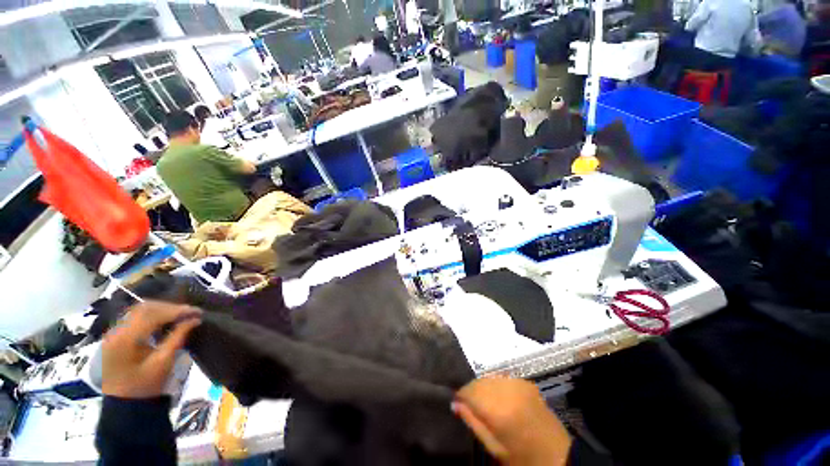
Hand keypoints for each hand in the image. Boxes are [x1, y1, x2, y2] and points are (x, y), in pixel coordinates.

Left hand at [102, 301, 200, 398]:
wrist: (123, 403)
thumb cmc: (145, 385)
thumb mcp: (164, 362)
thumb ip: (178, 337)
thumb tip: (195, 319)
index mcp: (126, 339)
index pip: (152, 314)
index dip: (176, 310)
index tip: (197, 311)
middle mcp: (116, 331)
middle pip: (144, 308)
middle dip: (169, 307)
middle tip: (190, 312)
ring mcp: (113, 332)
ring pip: (139, 309)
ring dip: (161, 309)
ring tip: (179, 315)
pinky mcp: (115, 335)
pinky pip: (134, 317)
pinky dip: (152, 314)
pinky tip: (164, 320)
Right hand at [453, 377, 571, 465]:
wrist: (559, 457)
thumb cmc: (523, 458)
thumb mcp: (494, 448)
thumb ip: (473, 422)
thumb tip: (455, 404)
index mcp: (500, 409)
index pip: (470, 392)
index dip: (460, 396)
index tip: (456, 403)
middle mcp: (508, 389)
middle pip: (479, 381)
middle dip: (471, 391)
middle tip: (468, 405)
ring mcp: (519, 383)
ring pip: (490, 377)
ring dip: (483, 387)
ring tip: (483, 403)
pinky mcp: (526, 382)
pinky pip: (502, 378)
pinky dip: (496, 386)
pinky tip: (499, 399)